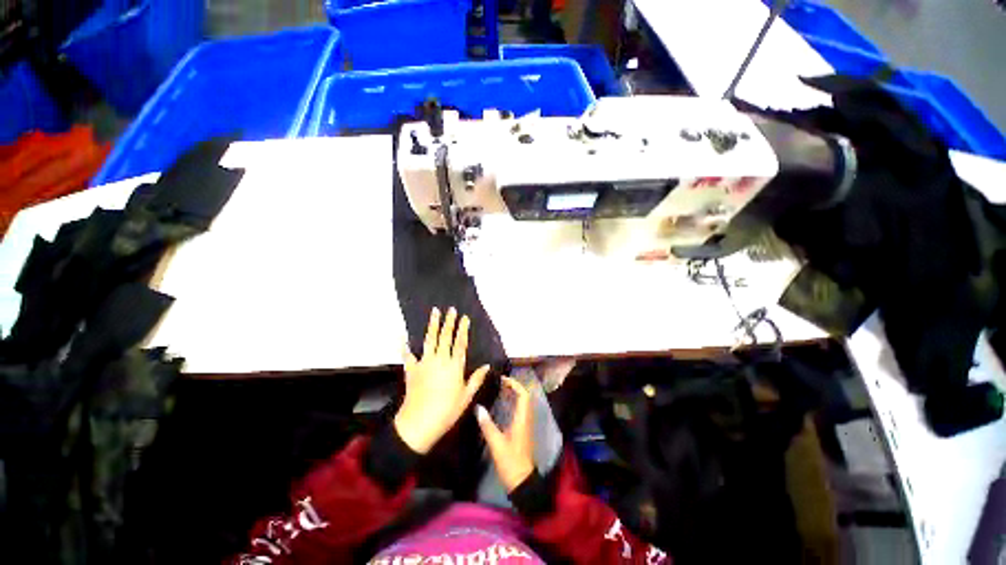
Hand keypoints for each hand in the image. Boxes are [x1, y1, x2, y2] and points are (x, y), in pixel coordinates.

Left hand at [394, 307, 489, 453]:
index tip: (464, 318)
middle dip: (448, 322)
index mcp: (454, 366)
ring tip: (434, 312)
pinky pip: (408, 356)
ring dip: (432, 325)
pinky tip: (403, 338)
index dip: (463, 329)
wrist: (419, 423)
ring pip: (429, 340)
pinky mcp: (412, 370)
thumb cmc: (447, 411)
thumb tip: (487, 366)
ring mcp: (424, 363)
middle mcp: (440, 360)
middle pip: (445, 336)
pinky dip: (405, 347)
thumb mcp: (466, 397)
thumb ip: (476, 379)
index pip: (460, 343)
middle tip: (450, 309)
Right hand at [476, 377, 535, 492]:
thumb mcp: (496, 444)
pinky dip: (513, 404)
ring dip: (514, 394)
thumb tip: (478, 407)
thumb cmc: (510, 462)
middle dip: (514, 387)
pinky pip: (520, 411)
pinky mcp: (523, 431)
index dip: (515, 384)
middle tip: (499, 383)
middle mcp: (526, 419)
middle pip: (524, 397)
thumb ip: (487, 425)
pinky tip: (502, 406)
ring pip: (523, 404)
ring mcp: (526, 425)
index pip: (523, 395)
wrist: (522, 481)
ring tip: (500, 389)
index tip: (502, 379)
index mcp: (522, 419)